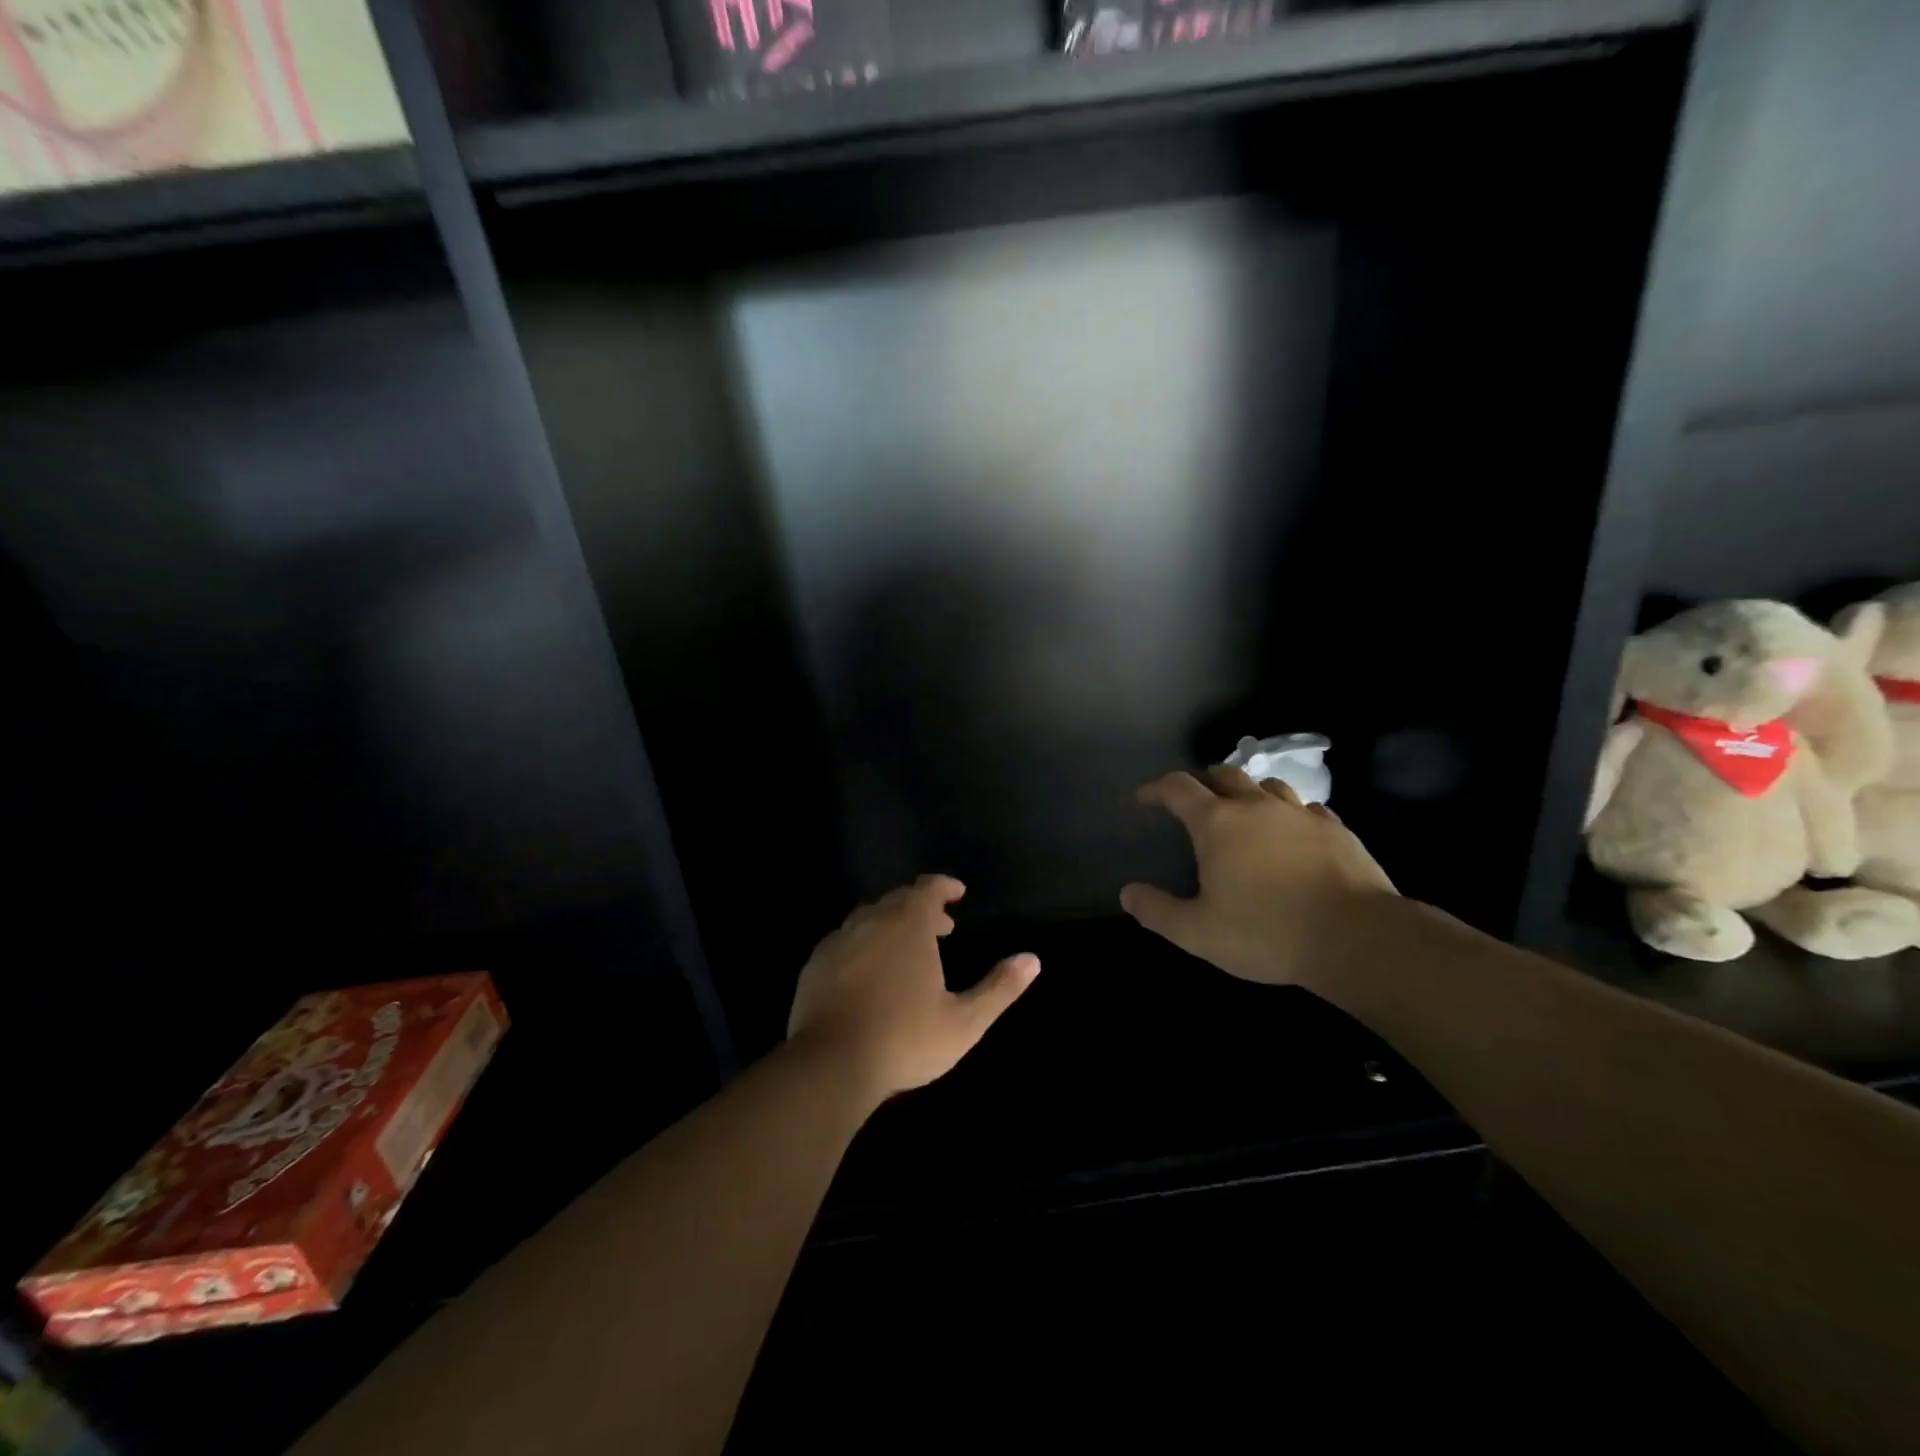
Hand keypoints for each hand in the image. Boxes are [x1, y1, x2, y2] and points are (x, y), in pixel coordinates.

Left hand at [787, 875, 1039, 1100]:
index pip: (927, 888)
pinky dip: (863, 944)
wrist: (830, 1065)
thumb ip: (999, 988)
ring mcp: (839, 940)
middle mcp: (871, 920)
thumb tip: (1033, 959)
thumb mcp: (964, 1021)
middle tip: (940, 928)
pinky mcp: (815, 964)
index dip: (944, 887)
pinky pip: (844, 940)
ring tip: (905, 949)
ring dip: (891, 924)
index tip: (958, 894)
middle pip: (898, 900)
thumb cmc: (905, 1039)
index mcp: (908, 924)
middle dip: (921, 908)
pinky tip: (867, 972)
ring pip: (869, 917)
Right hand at [1121, 766, 1395, 988]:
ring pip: (1268, 786)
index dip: (1156, 788)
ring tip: (1245, 811)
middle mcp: (1257, 807)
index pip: (1178, 788)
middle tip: (1195, 801)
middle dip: (1203, 781)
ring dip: (1249, 792)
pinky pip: (1308, 809)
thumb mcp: (1198, 933)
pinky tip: (1293, 833)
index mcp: (1217, 823)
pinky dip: (1291, 814)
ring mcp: (1301, 815)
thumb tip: (1128, 893)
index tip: (1144, 797)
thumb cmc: (1267, 932)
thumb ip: (1158, 911)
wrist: (1356, 938)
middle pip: (1224, 775)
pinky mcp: (1338, 830)